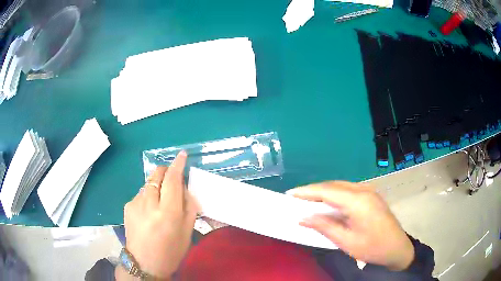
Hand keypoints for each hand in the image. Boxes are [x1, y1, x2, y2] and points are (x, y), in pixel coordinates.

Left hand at [122, 151, 198, 278]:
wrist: (143, 263)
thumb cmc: (170, 251)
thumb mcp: (187, 232)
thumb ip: (188, 207)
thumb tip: (185, 188)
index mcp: (168, 212)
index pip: (173, 180)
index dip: (178, 165)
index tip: (182, 155)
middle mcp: (149, 203)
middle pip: (157, 173)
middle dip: (166, 171)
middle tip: (173, 181)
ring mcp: (135, 203)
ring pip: (149, 182)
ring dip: (157, 184)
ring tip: (160, 202)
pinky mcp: (127, 205)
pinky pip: (141, 192)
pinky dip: (148, 195)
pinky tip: (149, 211)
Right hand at [288, 181, 413, 270]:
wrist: (397, 248)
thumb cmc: (372, 248)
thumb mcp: (347, 242)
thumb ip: (325, 227)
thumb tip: (303, 218)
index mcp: (358, 201)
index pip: (327, 191)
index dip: (307, 191)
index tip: (290, 194)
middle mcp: (364, 190)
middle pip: (333, 185)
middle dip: (313, 190)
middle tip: (295, 198)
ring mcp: (369, 191)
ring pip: (341, 185)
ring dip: (323, 191)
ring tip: (307, 200)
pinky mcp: (371, 195)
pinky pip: (348, 189)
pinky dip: (334, 194)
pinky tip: (328, 202)